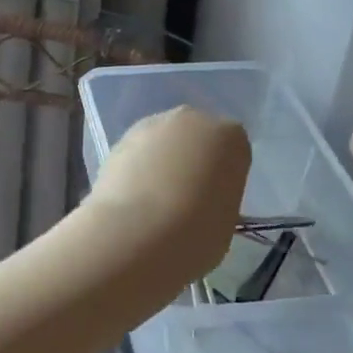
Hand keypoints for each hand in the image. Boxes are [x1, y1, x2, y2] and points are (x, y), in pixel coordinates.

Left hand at [91, 107, 249, 276]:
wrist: (136, 233)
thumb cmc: (196, 232)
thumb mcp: (226, 220)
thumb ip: (217, 198)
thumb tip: (202, 200)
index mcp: (230, 137)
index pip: (232, 151)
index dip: (223, 176)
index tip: (214, 200)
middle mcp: (192, 119)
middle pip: (196, 137)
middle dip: (191, 159)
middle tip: (185, 197)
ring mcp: (152, 124)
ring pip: (163, 141)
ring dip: (160, 161)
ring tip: (153, 201)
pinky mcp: (119, 138)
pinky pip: (137, 152)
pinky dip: (136, 169)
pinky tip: (132, 198)